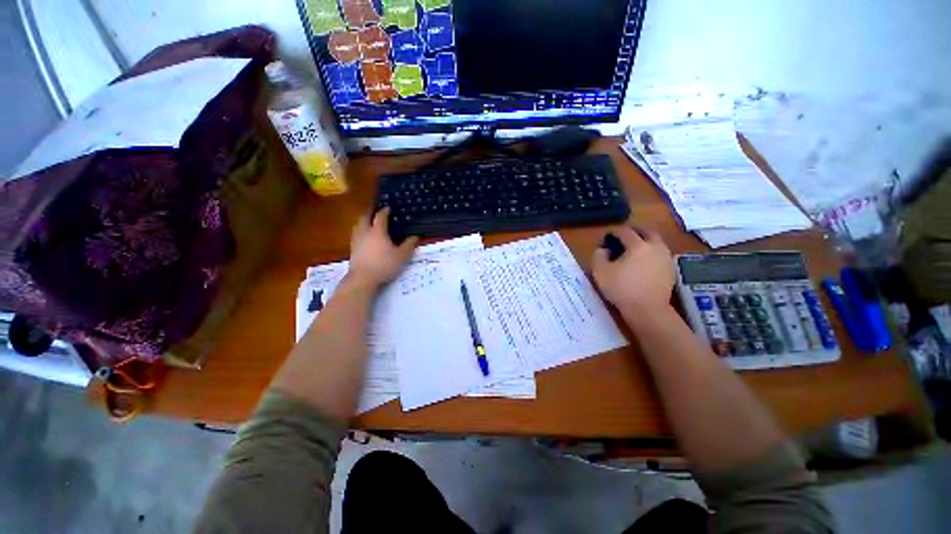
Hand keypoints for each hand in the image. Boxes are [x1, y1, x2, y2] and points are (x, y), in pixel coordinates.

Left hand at [346, 208, 418, 288]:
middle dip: (370, 212)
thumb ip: (409, 245)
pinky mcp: (352, 249)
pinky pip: (356, 234)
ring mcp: (357, 240)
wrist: (363, 279)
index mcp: (378, 231)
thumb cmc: (384, 265)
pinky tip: (365, 237)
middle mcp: (365, 232)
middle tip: (377, 211)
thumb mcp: (402, 256)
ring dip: (364, 221)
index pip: (380, 216)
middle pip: (365, 217)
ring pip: (358, 225)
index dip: (385, 211)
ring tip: (370, 222)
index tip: (389, 208)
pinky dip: (361, 231)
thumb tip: (416, 236)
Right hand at [591, 226, 674, 312]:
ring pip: (656, 242)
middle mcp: (655, 247)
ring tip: (633, 250)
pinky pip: (660, 254)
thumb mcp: (600, 272)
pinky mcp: (671, 270)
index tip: (606, 237)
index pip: (625, 231)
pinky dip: (651, 253)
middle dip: (634, 231)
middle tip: (623, 237)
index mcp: (637, 245)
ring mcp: (665, 258)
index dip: (613, 231)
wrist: (647, 310)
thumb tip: (603, 249)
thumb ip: (598, 256)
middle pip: (647, 231)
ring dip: (645, 241)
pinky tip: (642, 263)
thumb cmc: (621, 289)